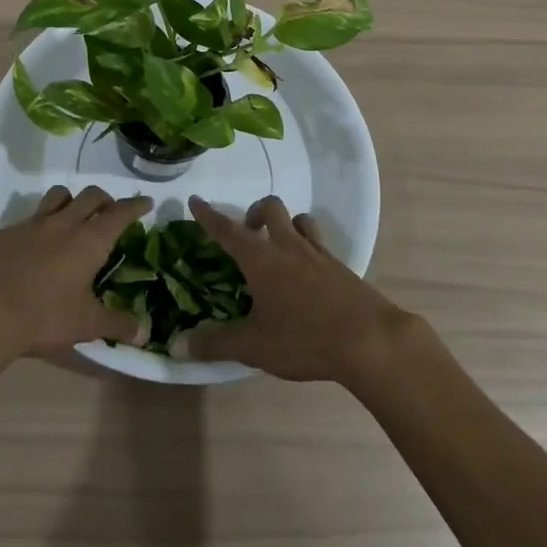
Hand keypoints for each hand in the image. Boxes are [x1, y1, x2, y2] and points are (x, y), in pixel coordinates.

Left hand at [0, 185, 152, 360]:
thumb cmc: (44, 317)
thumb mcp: (86, 325)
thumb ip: (116, 324)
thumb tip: (144, 333)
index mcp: (89, 240)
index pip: (119, 213)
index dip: (134, 206)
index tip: (145, 202)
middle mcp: (63, 223)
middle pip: (90, 196)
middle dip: (105, 199)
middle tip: (110, 211)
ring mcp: (32, 224)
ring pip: (58, 196)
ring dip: (71, 200)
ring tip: (74, 216)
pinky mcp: (6, 233)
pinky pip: (29, 218)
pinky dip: (39, 224)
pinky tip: (35, 244)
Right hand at [181, 195, 412, 382]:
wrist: (369, 340)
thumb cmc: (304, 338)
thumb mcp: (254, 346)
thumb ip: (216, 344)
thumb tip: (177, 346)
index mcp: (261, 259)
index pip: (228, 229)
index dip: (209, 215)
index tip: (196, 200)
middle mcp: (288, 246)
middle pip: (271, 208)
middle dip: (255, 212)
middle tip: (248, 231)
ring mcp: (319, 254)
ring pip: (300, 220)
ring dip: (287, 224)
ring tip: (280, 246)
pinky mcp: (343, 268)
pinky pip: (321, 244)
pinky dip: (309, 248)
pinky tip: (309, 273)